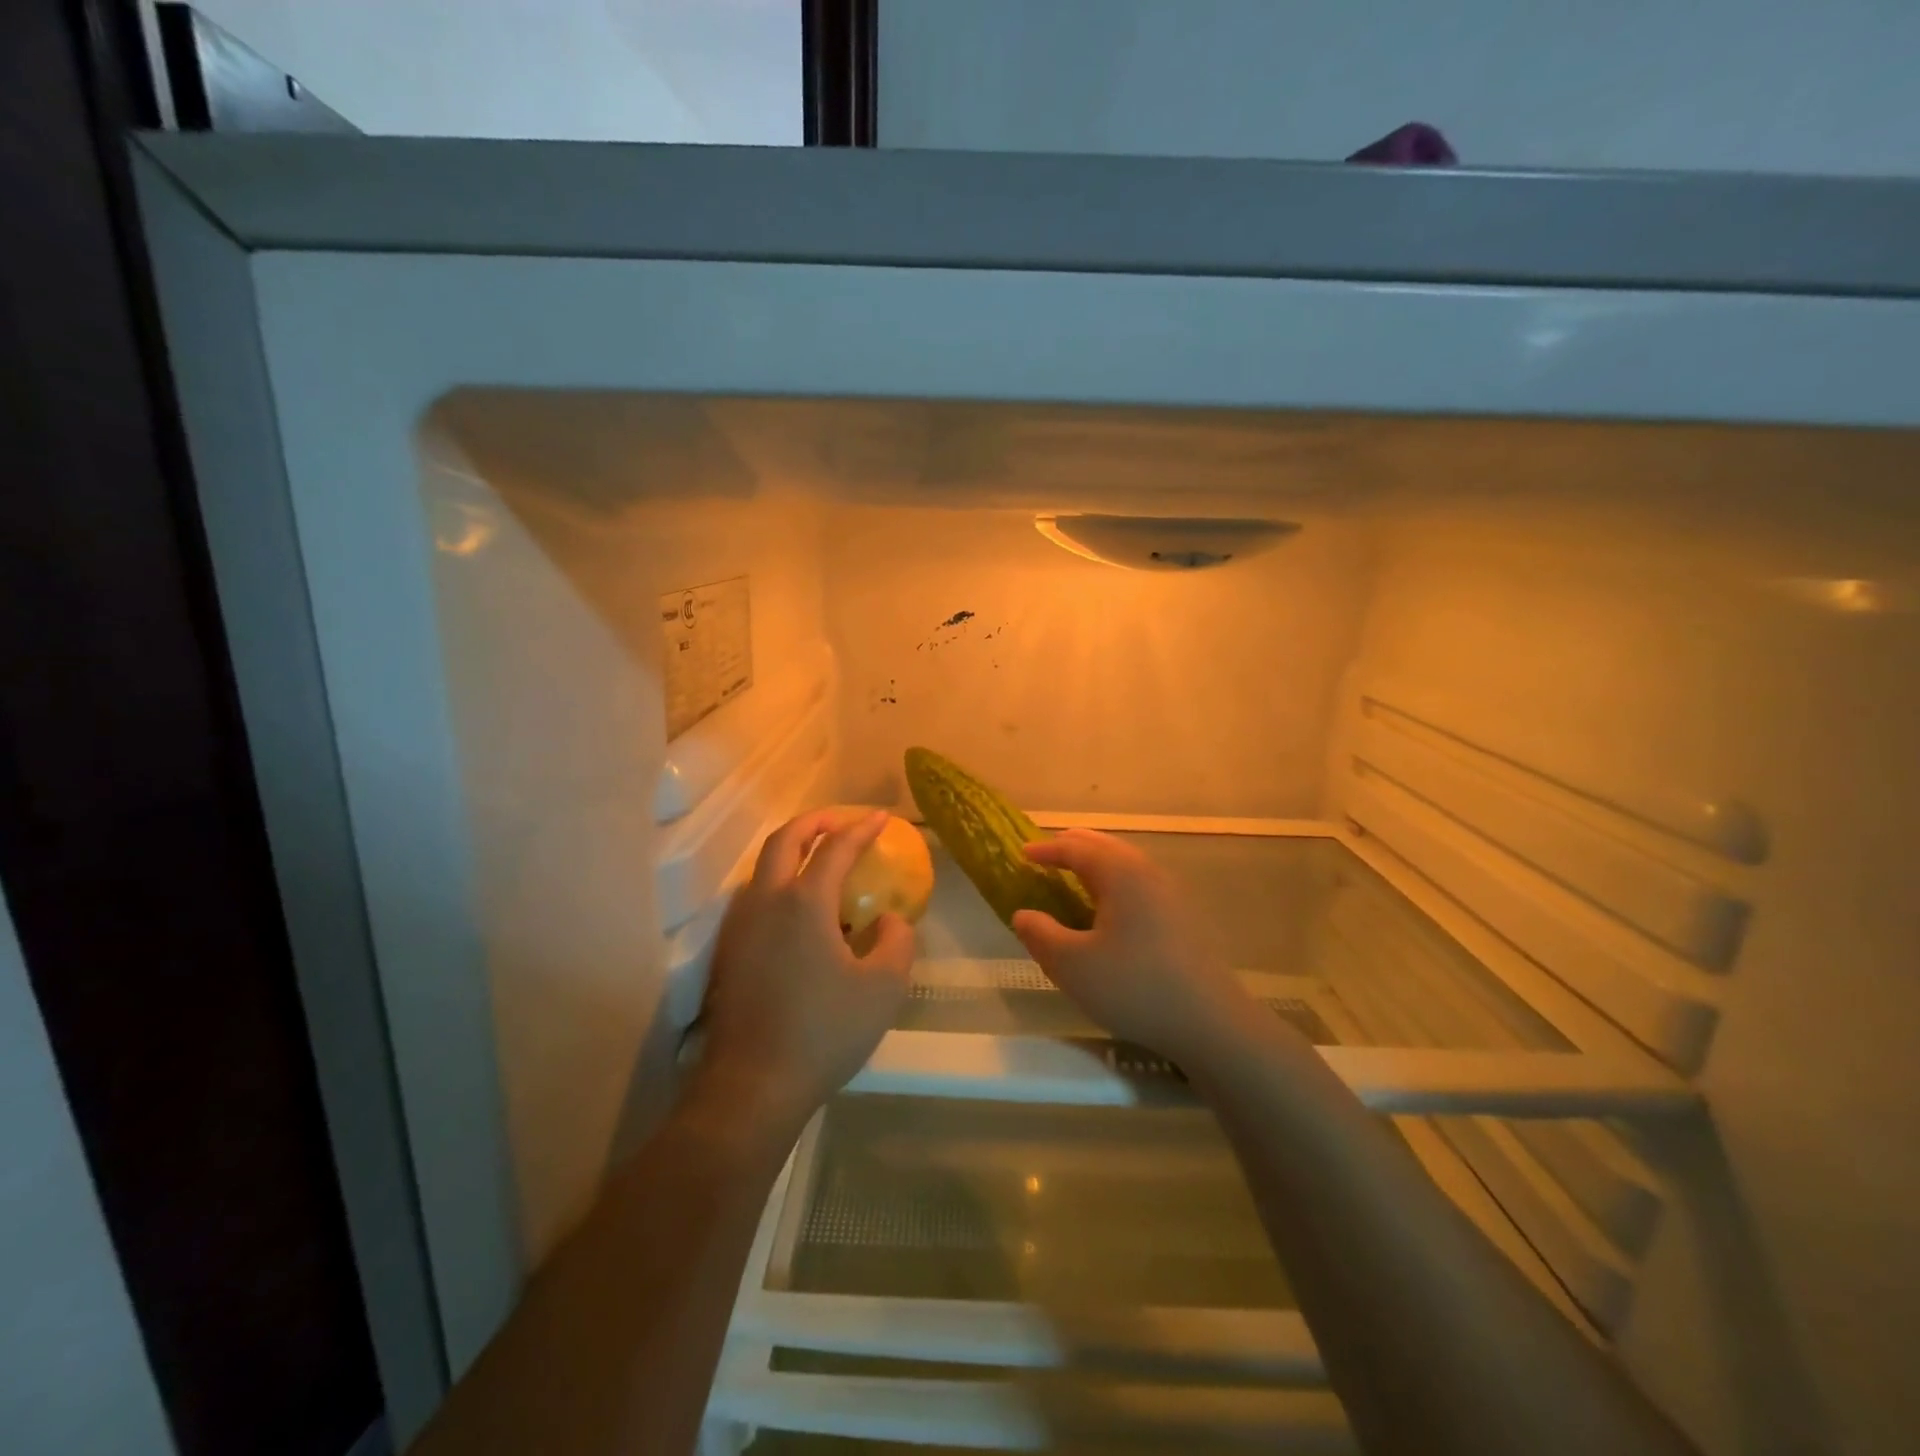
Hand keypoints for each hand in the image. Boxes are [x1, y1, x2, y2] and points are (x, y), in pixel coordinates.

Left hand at [697, 809, 915, 1134]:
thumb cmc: (823, 1033)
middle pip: (784, 840)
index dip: (861, 829)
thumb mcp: (882, 989)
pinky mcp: (729, 952)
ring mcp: (740, 926)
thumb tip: (889, 920)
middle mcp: (766, 902)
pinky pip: (754, 897)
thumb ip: (897, 943)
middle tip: (838, 821)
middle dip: (813, 822)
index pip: (835, 849)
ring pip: (762, 867)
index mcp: (804, 903)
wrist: (752, 1086)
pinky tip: (798, 911)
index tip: (881, 818)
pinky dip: (778, 882)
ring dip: (791, 851)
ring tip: (818, 860)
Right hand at [1012, 829, 1258, 1066]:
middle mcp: (1147, 873)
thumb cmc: (1134, 987)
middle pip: (1105, 847)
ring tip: (1075, 877)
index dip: (1047, 849)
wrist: (1210, 1022)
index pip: (1076, 848)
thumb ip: (1041, 935)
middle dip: (1074, 847)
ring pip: (1126, 864)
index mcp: (1120, 873)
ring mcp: (1171, 894)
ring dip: (1097, 864)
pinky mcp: (1183, 917)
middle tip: (1048, 855)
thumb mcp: (1072, 966)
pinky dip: (1115, 882)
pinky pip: (1139, 883)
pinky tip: (1109, 909)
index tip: (1023, 853)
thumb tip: (1023, 915)